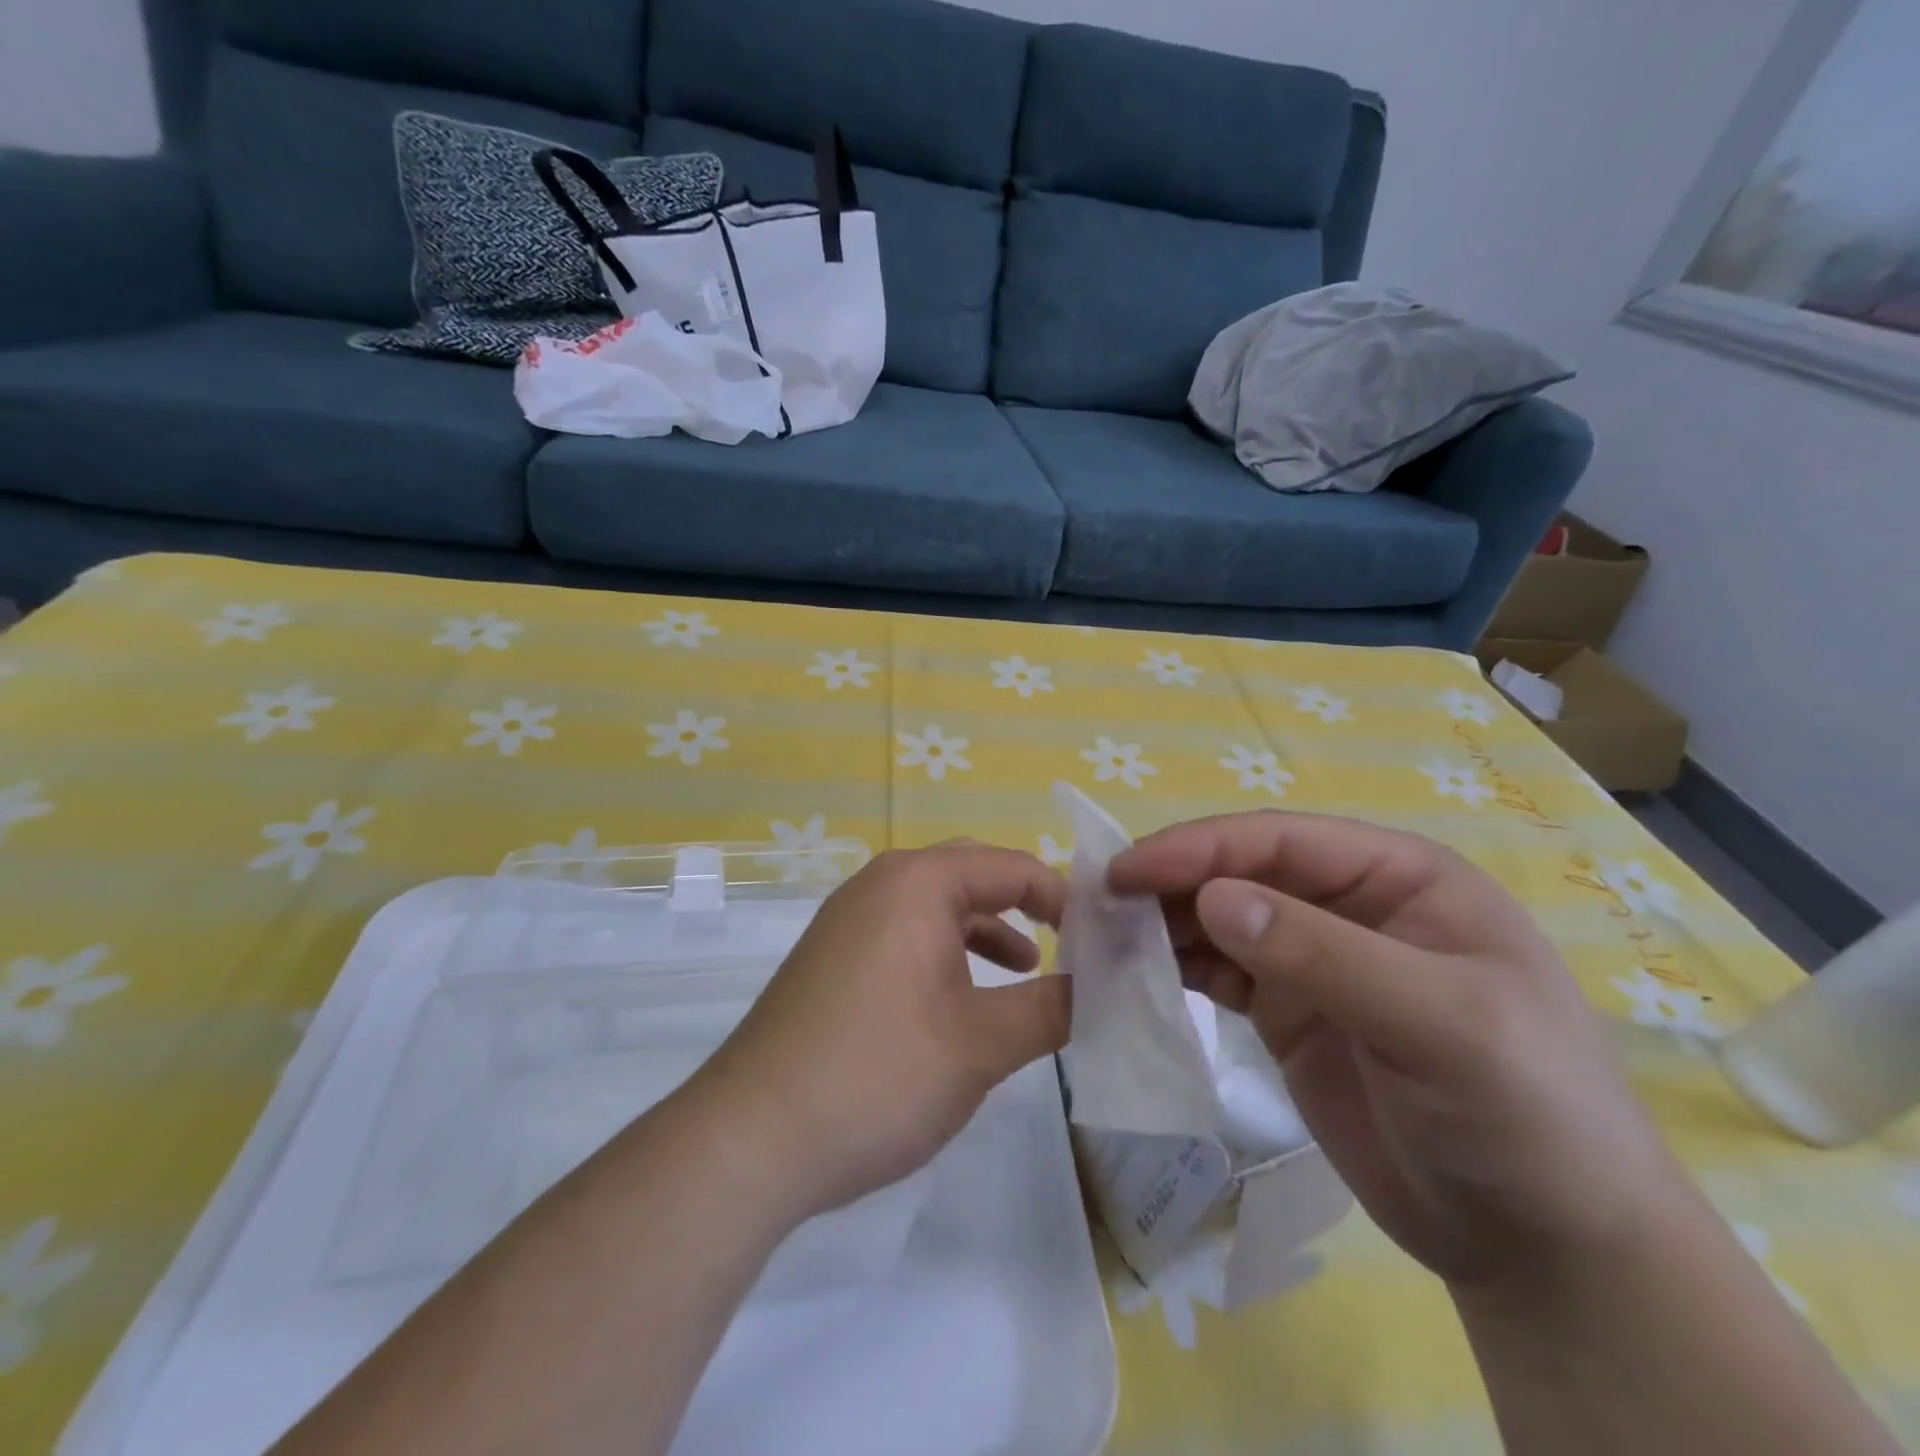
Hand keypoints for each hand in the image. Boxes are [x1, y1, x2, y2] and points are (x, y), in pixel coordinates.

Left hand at [685, 844, 1071, 1225]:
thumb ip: (1052, 1007)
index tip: (1100, 940)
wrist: (750, 1139)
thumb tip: (1103, 986)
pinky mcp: (831, 957)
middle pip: (970, 874)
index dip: (1062, 897)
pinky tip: (960, 999)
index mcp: (916, 883)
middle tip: (1069, 943)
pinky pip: (903, 933)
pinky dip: (944, 953)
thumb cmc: (879, 1075)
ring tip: (1025, 970)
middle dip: (1023, 904)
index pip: (1009, 866)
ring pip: (935, 906)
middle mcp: (878, 884)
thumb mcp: (982, 1044)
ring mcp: (847, 920)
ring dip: (984, 929)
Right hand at [1109, 811, 1682, 1289]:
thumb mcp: (1439, 1025)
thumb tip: (1213, 899)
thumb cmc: (1523, 1115)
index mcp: (1396, 876)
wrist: (1542, 1246)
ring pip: (1219, 919)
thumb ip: (1324, 954)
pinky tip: (1135, 975)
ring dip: (1162, 924)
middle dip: (1168, 883)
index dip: (1198, 849)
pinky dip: (1174, 968)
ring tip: (1102, 940)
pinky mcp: (1288, 1010)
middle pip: (1238, 873)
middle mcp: (1348, 904)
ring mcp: (1313, 959)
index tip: (1125, 872)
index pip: (1278, 841)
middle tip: (1095, 906)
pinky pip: (1218, 972)